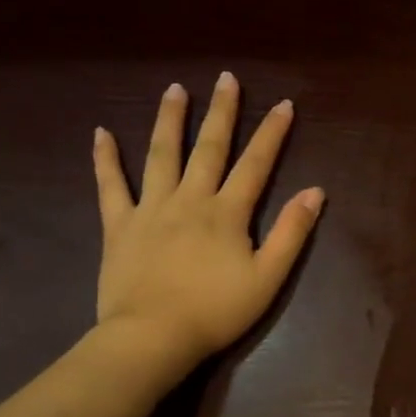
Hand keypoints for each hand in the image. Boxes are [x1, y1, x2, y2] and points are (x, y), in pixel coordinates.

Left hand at [91, 72, 323, 382]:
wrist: (153, 337)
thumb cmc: (216, 311)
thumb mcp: (268, 277)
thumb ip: (292, 232)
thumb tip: (314, 191)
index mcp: (227, 213)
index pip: (256, 164)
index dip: (272, 133)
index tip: (284, 104)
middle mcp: (190, 199)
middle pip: (209, 148)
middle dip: (221, 112)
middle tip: (226, 78)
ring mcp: (151, 209)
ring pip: (161, 155)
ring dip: (170, 120)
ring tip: (175, 89)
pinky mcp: (119, 226)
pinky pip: (110, 186)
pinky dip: (105, 159)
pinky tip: (101, 133)